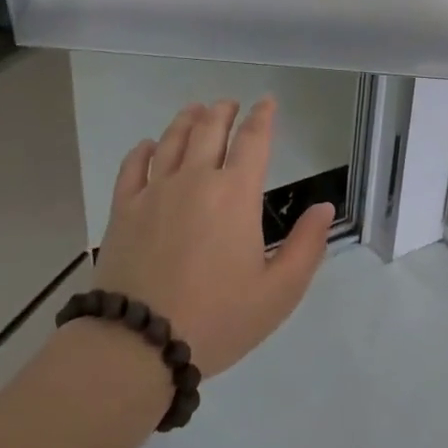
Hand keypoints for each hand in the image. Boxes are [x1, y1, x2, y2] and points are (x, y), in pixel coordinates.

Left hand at [94, 98, 333, 376]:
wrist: (139, 344)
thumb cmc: (217, 319)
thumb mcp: (279, 292)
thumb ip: (306, 246)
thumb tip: (325, 207)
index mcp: (235, 193)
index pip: (253, 140)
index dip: (263, 117)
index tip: (267, 102)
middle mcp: (194, 179)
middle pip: (209, 129)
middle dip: (223, 111)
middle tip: (230, 104)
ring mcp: (154, 191)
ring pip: (171, 140)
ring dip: (187, 120)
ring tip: (196, 110)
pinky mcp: (123, 209)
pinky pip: (133, 166)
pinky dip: (143, 149)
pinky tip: (149, 145)